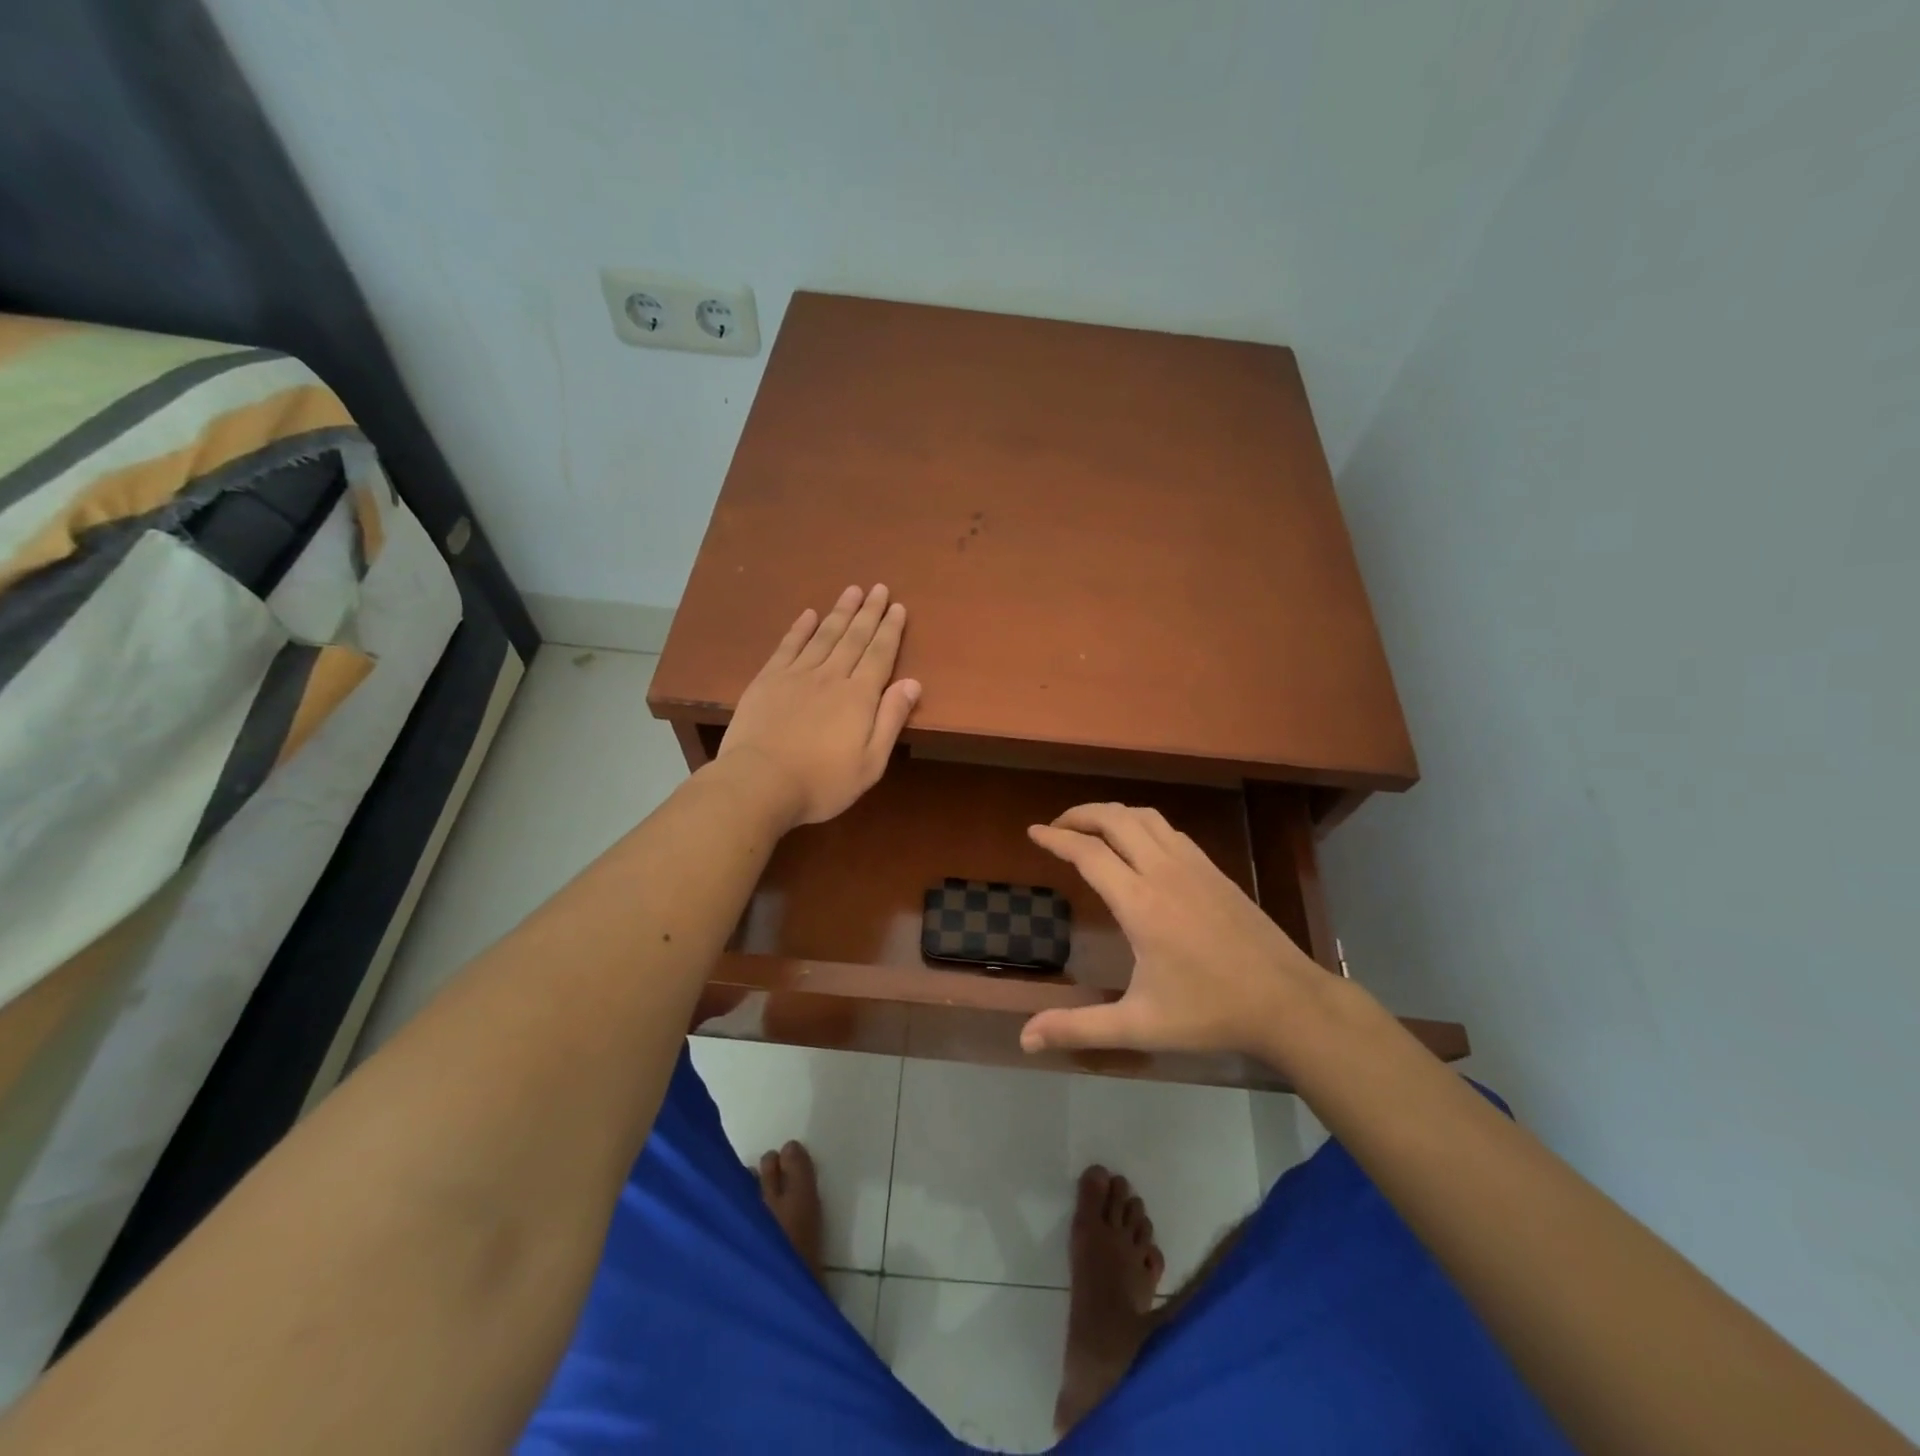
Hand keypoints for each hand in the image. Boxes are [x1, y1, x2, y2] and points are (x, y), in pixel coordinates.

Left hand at [714, 585, 920, 827]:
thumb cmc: (822, 782)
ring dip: (839, 612)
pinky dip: (800, 628)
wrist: (760, 783)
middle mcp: (831, 676)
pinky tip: (808, 614)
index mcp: (859, 697)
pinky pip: (788, 646)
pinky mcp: (768, 680)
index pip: (880, 655)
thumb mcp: (870, 763)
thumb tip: (912, 682)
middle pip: (854, 638)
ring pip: (823, 635)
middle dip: (869, 612)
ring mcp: (796, 675)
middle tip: (878, 588)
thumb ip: (891, 720)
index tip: (897, 607)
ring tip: (852, 591)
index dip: (890, 630)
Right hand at [1020, 803, 1327, 1058]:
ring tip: (1090, 827)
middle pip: (1115, 819)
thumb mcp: (1139, 1026)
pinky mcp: (1214, 870)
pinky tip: (1139, 844)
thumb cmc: (1209, 1012)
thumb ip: (1079, 1027)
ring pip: (1145, 817)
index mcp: (1140, 903)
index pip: (1088, 853)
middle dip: (1080, 815)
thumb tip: (1024, 1039)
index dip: (1055, 839)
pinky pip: (1169, 830)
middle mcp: (1164, 871)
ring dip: (1112, 814)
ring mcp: (1193, 866)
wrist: (1287, 1001)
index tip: (1032, 832)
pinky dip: (1142, 824)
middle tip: (1056, 827)